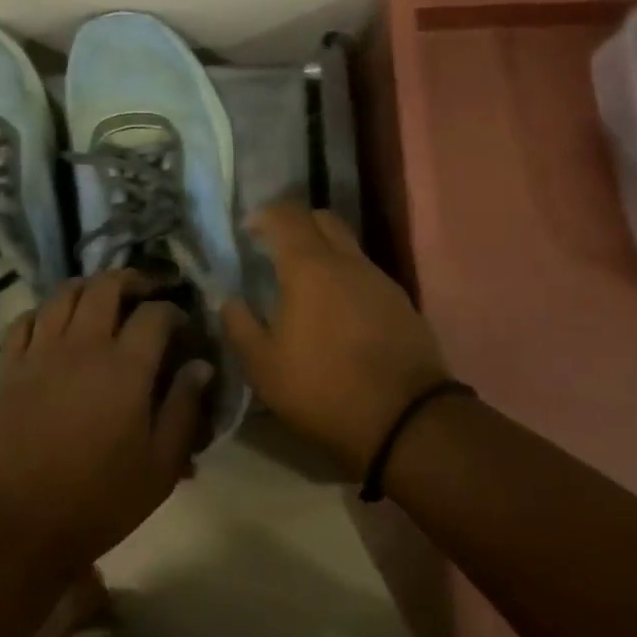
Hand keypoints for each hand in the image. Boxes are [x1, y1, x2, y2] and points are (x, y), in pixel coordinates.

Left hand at [0, 271, 211, 576]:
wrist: (19, 527)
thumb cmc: (98, 500)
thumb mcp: (160, 466)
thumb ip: (184, 409)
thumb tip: (201, 365)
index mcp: (125, 367)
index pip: (155, 314)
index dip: (173, 311)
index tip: (181, 325)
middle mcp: (83, 345)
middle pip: (106, 285)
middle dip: (131, 280)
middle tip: (144, 292)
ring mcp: (41, 352)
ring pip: (64, 293)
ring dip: (88, 287)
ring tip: (101, 299)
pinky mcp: (9, 367)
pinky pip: (25, 320)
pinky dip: (44, 312)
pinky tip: (54, 324)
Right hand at [221, 205, 449, 476]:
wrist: (408, 421)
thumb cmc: (324, 389)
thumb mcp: (264, 368)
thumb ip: (239, 326)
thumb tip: (228, 300)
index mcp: (309, 266)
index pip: (286, 215)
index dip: (264, 215)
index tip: (248, 231)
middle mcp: (347, 261)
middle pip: (322, 219)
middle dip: (297, 224)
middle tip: (277, 249)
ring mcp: (379, 279)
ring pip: (348, 246)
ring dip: (324, 252)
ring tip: (306, 285)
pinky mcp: (401, 303)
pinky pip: (366, 274)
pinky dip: (347, 278)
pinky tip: (338, 312)